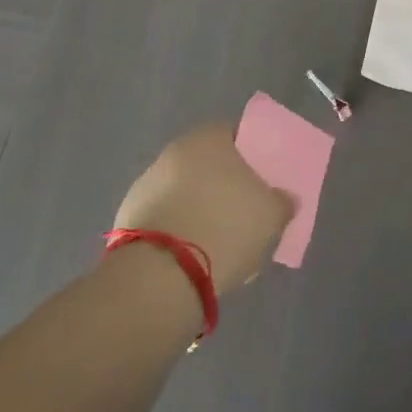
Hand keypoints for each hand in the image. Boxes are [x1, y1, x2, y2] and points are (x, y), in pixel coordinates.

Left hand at [112, 123, 293, 289]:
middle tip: (246, 212)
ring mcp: (146, 184)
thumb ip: (283, 201)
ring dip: (201, 208)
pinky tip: (194, 257)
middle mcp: (174, 152)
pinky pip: (167, 218)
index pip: (236, 134)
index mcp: (209, 138)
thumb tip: (284, 199)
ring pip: (186, 192)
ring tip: (220, 242)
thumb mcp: (272, 215)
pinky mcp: (128, 218)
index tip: (264, 179)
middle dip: (226, 184)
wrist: (159, 277)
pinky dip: (180, 230)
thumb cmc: (226, 228)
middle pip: (209, 164)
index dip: (253, 155)